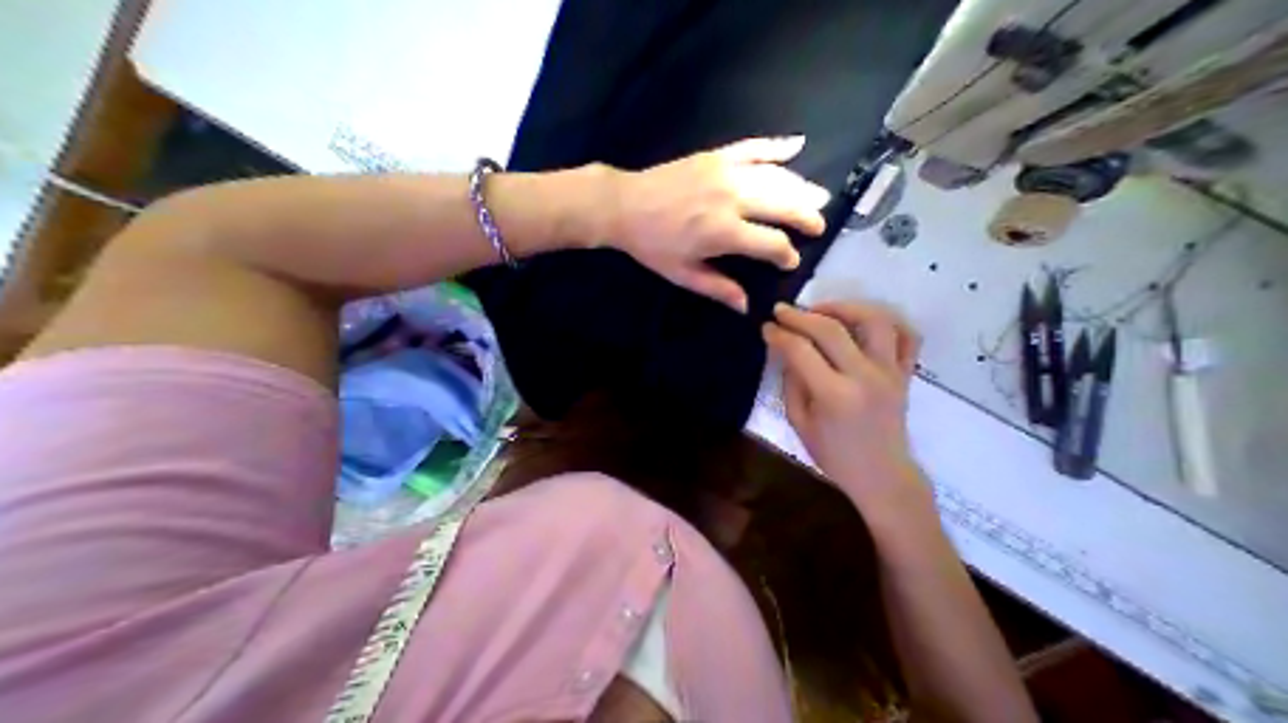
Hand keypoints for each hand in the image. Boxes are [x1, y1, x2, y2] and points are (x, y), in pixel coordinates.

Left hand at [609, 138, 831, 312]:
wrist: (624, 205)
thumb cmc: (652, 244)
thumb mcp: (683, 274)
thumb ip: (718, 289)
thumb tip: (747, 307)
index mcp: (724, 232)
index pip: (772, 244)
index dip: (787, 255)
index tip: (791, 262)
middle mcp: (733, 199)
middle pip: (784, 206)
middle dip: (806, 217)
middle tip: (819, 226)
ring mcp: (726, 172)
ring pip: (776, 177)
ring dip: (802, 186)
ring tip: (819, 196)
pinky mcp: (717, 155)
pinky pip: (754, 147)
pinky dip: (777, 146)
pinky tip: (799, 145)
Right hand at [762, 299, 926, 507]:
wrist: (882, 476)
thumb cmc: (835, 456)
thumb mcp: (799, 423)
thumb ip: (791, 383)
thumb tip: (785, 349)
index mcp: (834, 395)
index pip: (801, 350)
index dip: (779, 334)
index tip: (767, 327)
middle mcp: (864, 377)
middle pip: (831, 329)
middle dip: (801, 315)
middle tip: (783, 311)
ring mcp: (890, 372)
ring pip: (874, 320)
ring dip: (845, 307)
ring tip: (823, 311)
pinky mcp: (906, 373)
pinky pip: (907, 336)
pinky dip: (889, 322)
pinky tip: (863, 323)